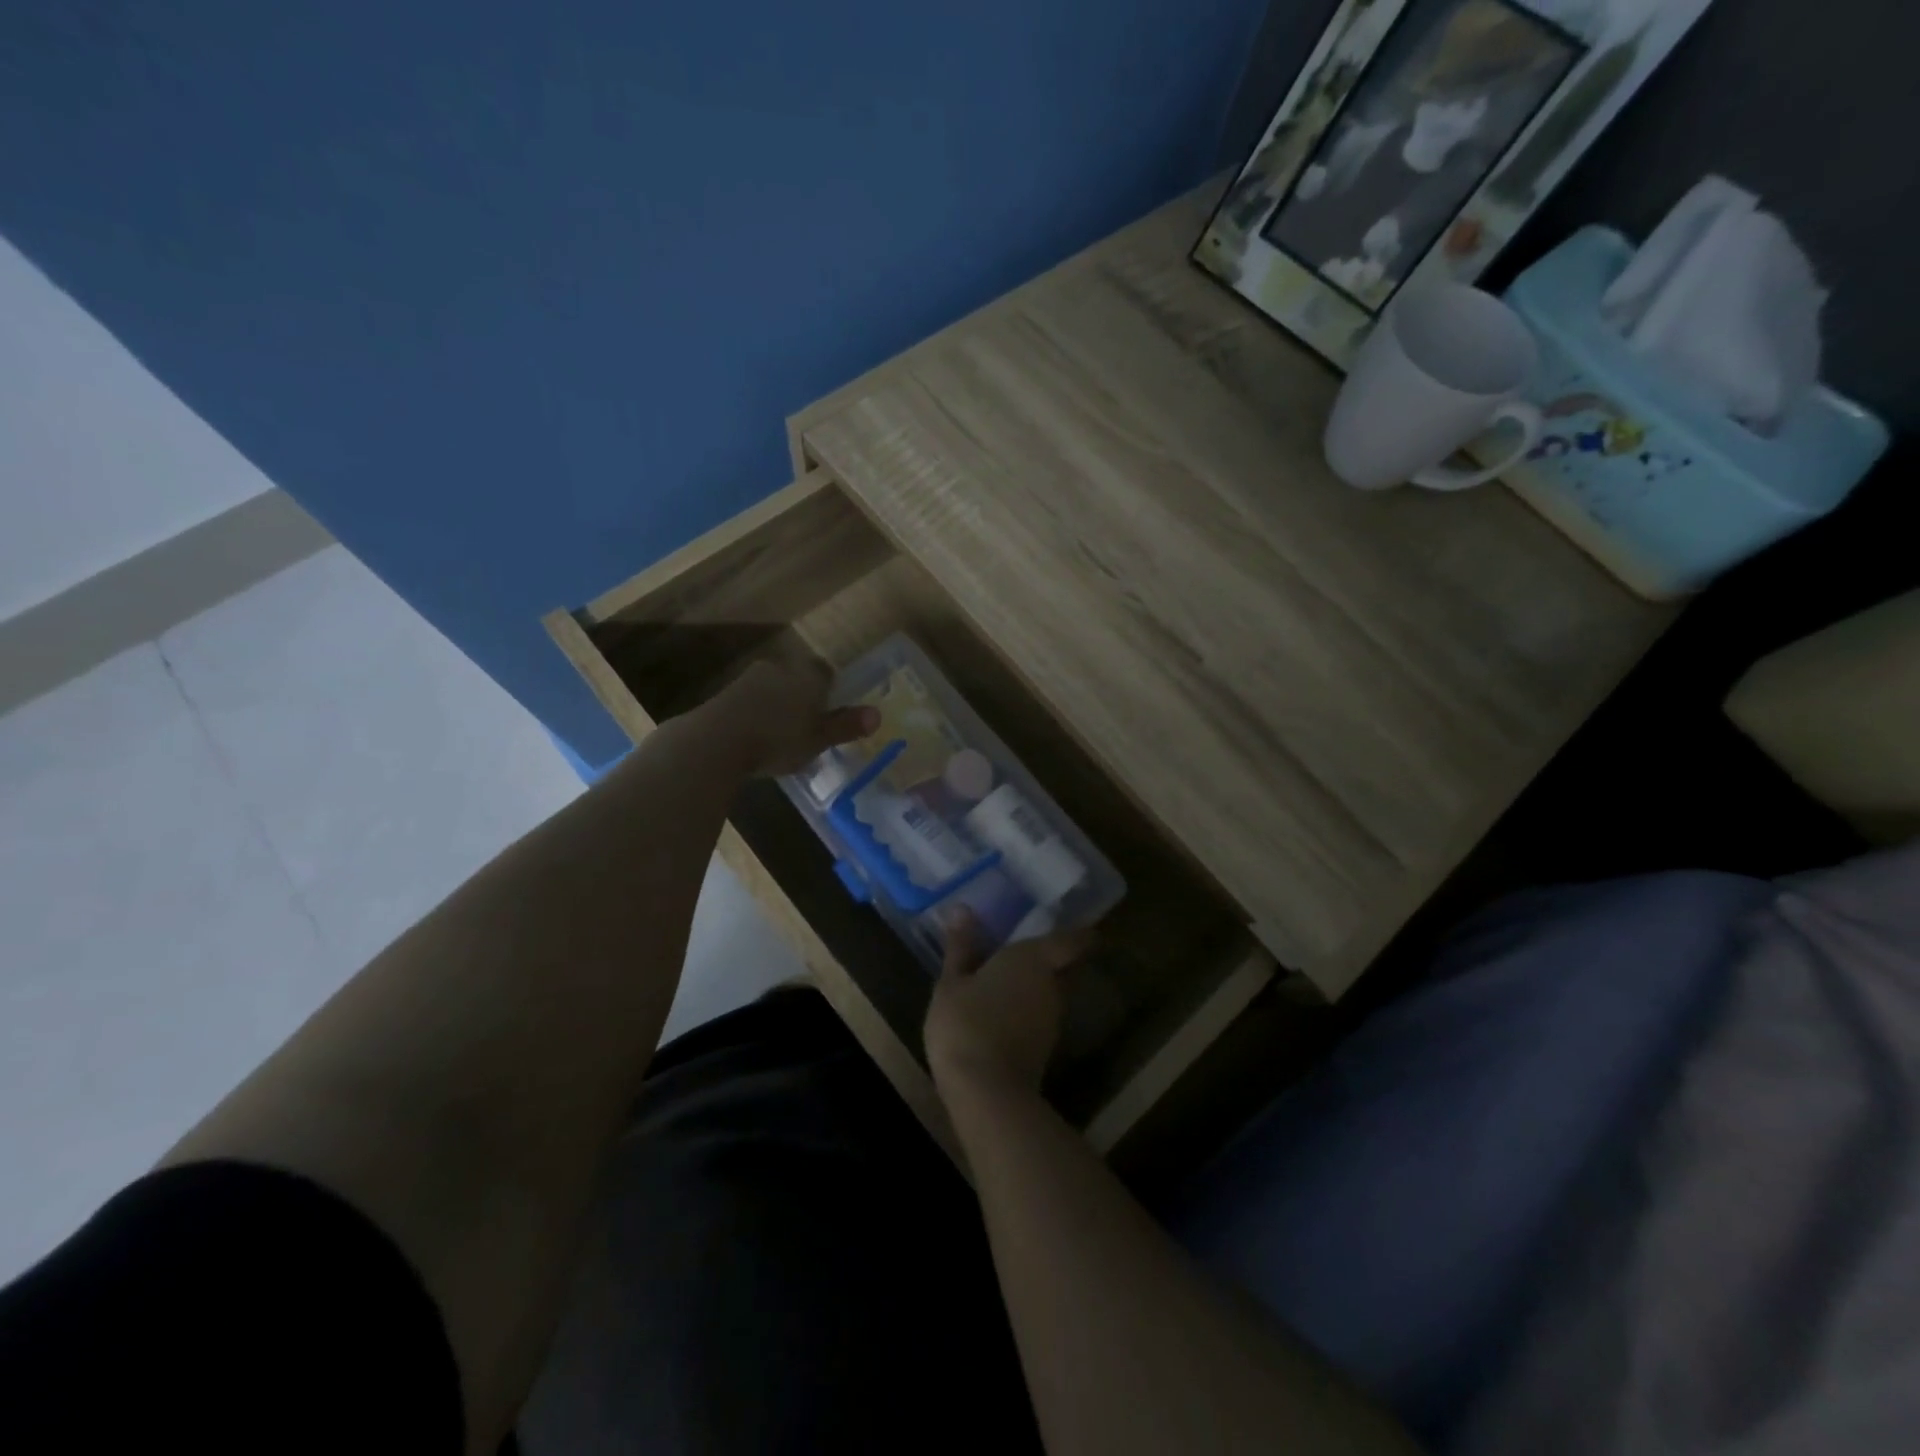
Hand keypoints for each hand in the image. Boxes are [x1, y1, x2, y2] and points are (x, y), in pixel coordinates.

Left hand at [700, 657, 877, 776]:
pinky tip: (755, 737)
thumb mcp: (818, 739)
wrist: (715, 742)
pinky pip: (750, 701)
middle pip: (798, 677)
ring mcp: (748, 679)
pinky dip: (756, 715)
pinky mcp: (724, 695)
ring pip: (772, 688)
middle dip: (803, 697)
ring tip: (781, 734)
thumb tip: (877, 715)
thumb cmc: (777, 740)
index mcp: (807, 676)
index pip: (826, 672)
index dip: (831, 690)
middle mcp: (780, 669)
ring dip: (778, 705)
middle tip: (808, 724)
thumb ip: (845, 726)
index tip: (831, 711)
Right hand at [925, 908, 1093, 1098]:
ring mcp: (1052, 1019)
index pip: (1075, 940)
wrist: (986, 1092)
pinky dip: (1029, 1009)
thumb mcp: (952, 982)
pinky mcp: (1045, 1047)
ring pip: (1054, 993)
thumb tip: (962, 909)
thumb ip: (961, 946)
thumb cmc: (966, 1023)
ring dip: (1039, 986)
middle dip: (1055, 958)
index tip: (1076, 924)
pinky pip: (1041, 1015)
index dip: (1080, 933)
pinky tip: (1005, 1010)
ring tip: (1011, 978)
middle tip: (1030, 948)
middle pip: (1067, 966)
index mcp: (1035, 959)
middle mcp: (1053, 985)